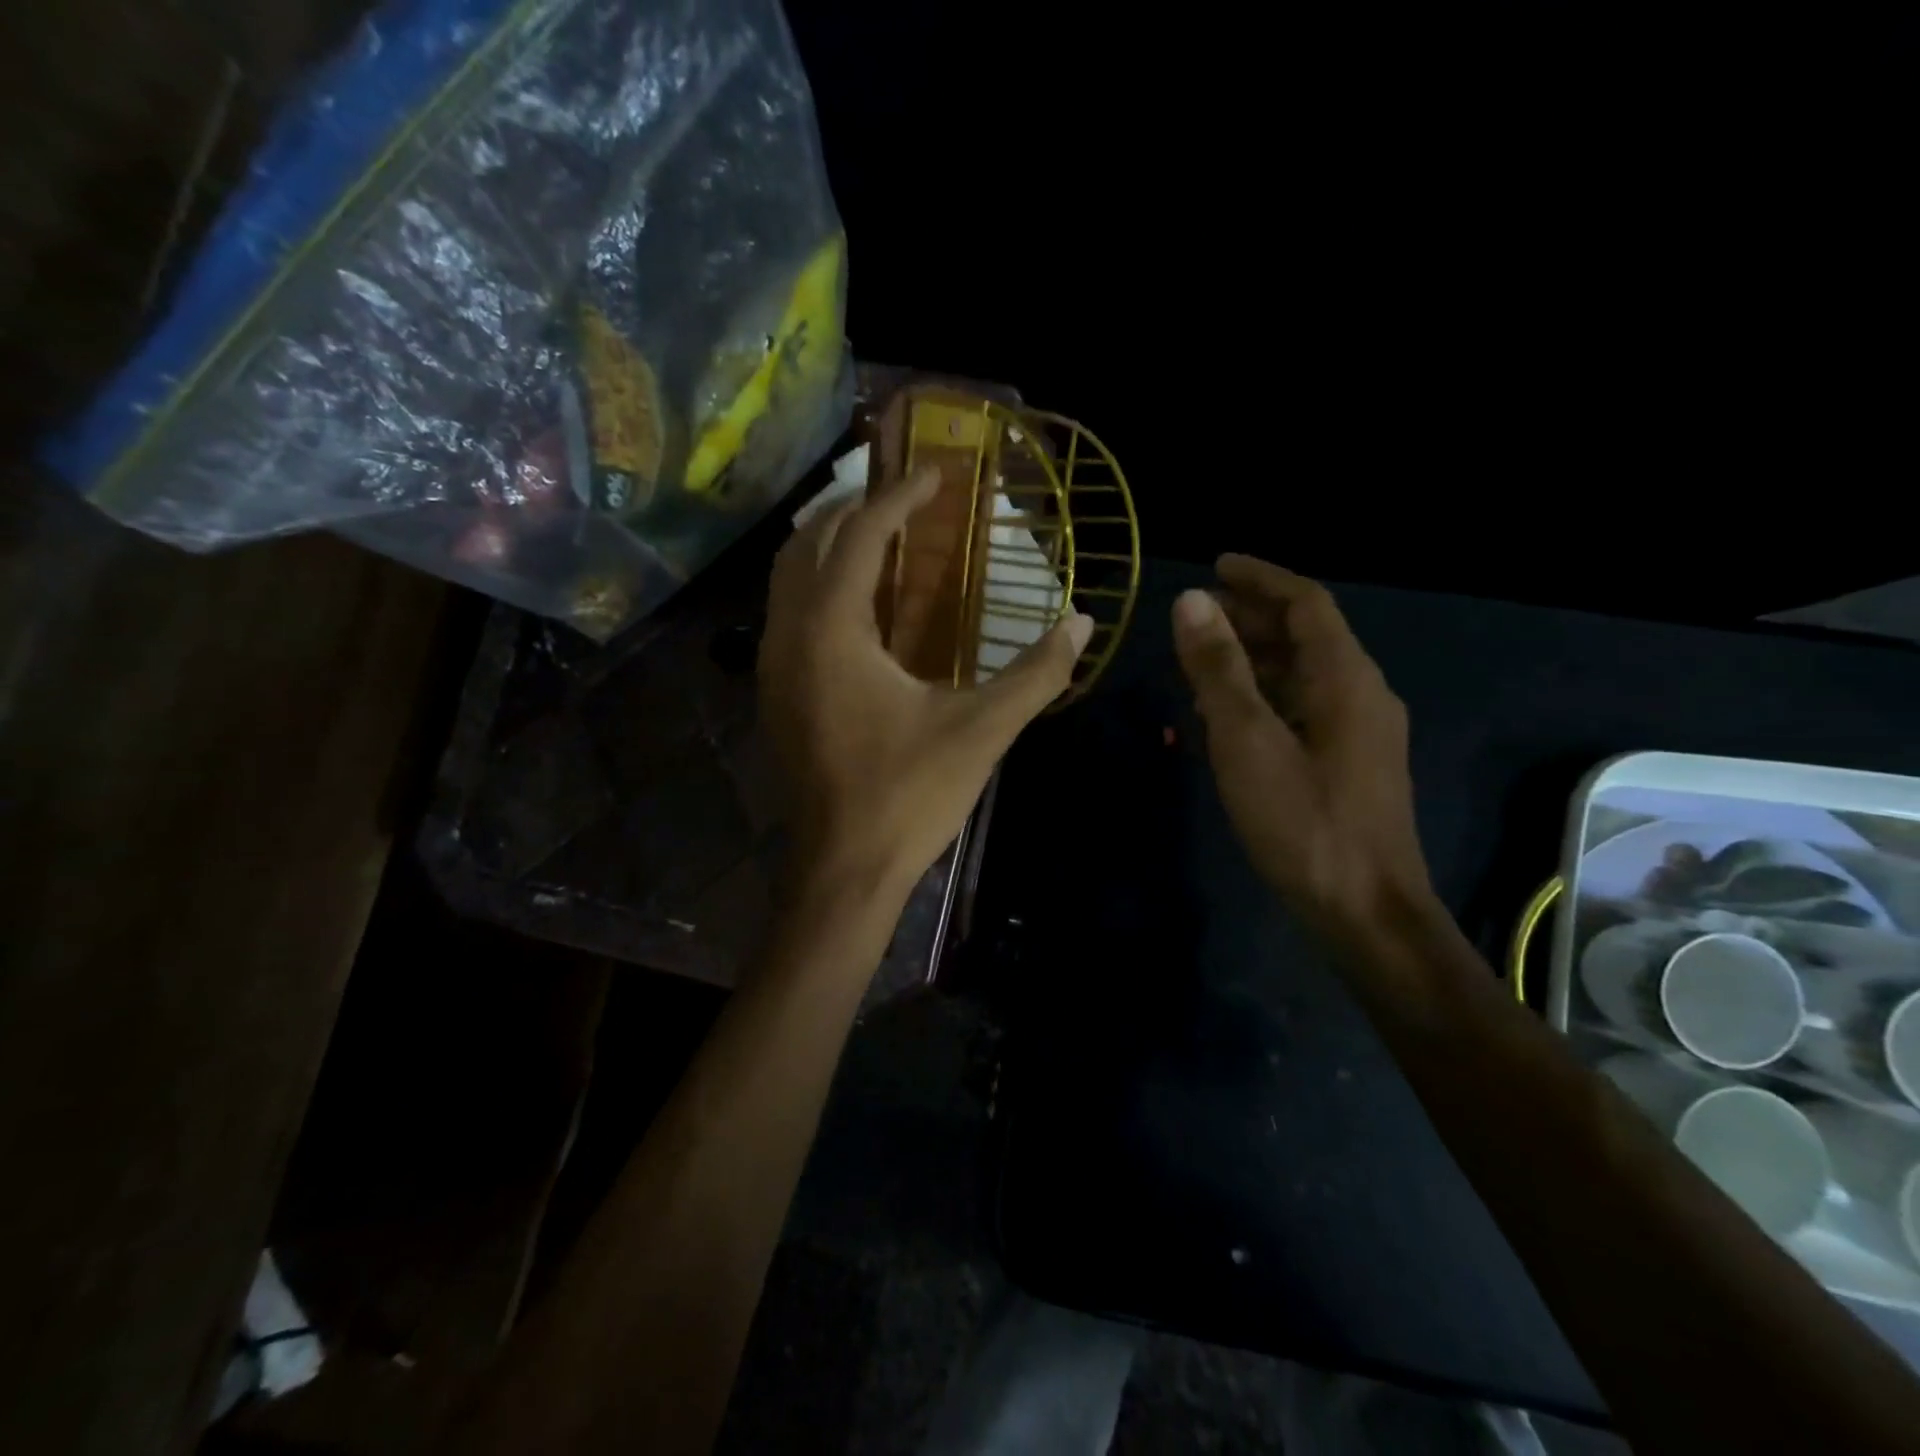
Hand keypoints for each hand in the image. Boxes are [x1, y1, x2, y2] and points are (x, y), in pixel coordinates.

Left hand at [760, 468, 1093, 904]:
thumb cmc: (909, 795)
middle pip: (810, 541)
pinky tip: (860, 606)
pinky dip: (819, 586)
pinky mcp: (775, 695)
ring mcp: (773, 666)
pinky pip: (788, 614)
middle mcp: (789, 635)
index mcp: (832, 630)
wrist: (843, 870)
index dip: (901, 495)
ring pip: (789, 577)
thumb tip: (1083, 623)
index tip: (939, 473)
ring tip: (882, 535)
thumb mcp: (982, 730)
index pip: (861, 535)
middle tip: (907, 498)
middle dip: (857, 508)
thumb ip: (1037, 673)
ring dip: (831, 544)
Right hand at [1172, 554, 1431, 934]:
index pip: (1306, 603)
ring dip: (1254, 658)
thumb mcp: (1247, 740)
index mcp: (1345, 678)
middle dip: (1251, 617)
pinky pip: (1302, 709)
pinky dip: (1264, 697)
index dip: (1261, 578)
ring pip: (1302, 674)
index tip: (1216, 564)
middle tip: (1197, 615)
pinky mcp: (1348, 764)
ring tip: (1201, 660)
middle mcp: (1361, 695)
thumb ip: (1218, 669)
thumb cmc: (1303, 822)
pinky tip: (1227, 716)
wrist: (1365, 911)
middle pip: (1306, 636)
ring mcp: (1359, 733)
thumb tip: (1190, 601)